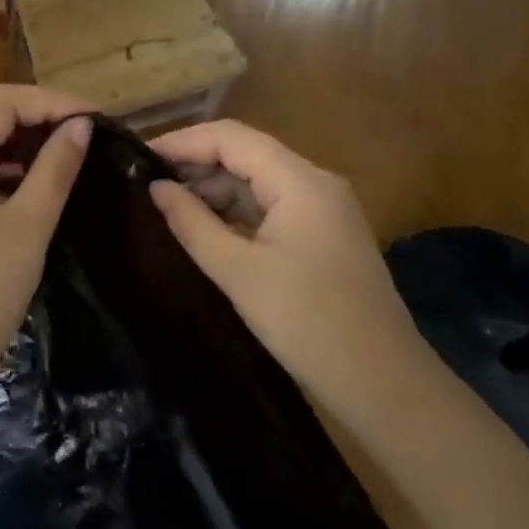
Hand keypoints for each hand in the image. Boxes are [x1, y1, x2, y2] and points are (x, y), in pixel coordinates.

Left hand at [0, 85, 91, 429]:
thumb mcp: (27, 227)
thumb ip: (55, 168)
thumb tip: (82, 125)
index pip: (3, 101)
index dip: (52, 101)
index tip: (96, 118)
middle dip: (41, 120)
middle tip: (89, 135)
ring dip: (27, 146)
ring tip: (73, 156)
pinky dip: (11, 173)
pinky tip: (41, 186)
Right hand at [148, 120, 426, 407]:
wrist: (389, 391)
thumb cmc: (311, 325)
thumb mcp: (240, 273)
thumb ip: (193, 223)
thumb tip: (156, 187)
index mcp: (300, 181)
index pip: (231, 137)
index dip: (183, 141)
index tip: (140, 156)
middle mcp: (315, 182)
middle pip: (246, 154)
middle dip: (196, 164)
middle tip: (147, 184)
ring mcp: (323, 209)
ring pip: (258, 180)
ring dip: (215, 189)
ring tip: (167, 206)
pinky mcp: (324, 236)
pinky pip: (271, 207)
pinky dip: (237, 212)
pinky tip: (205, 228)